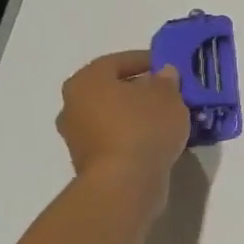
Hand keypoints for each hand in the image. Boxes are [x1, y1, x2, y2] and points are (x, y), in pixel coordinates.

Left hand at [55, 50, 188, 190]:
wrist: (124, 183)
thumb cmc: (143, 128)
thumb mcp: (168, 96)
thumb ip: (167, 81)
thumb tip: (163, 74)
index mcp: (87, 81)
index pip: (118, 61)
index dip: (146, 60)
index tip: (169, 66)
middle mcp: (73, 105)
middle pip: (112, 89)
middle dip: (141, 89)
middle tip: (170, 92)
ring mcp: (77, 135)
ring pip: (113, 114)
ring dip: (137, 113)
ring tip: (168, 117)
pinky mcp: (88, 160)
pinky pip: (114, 137)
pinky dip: (133, 134)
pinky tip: (157, 138)